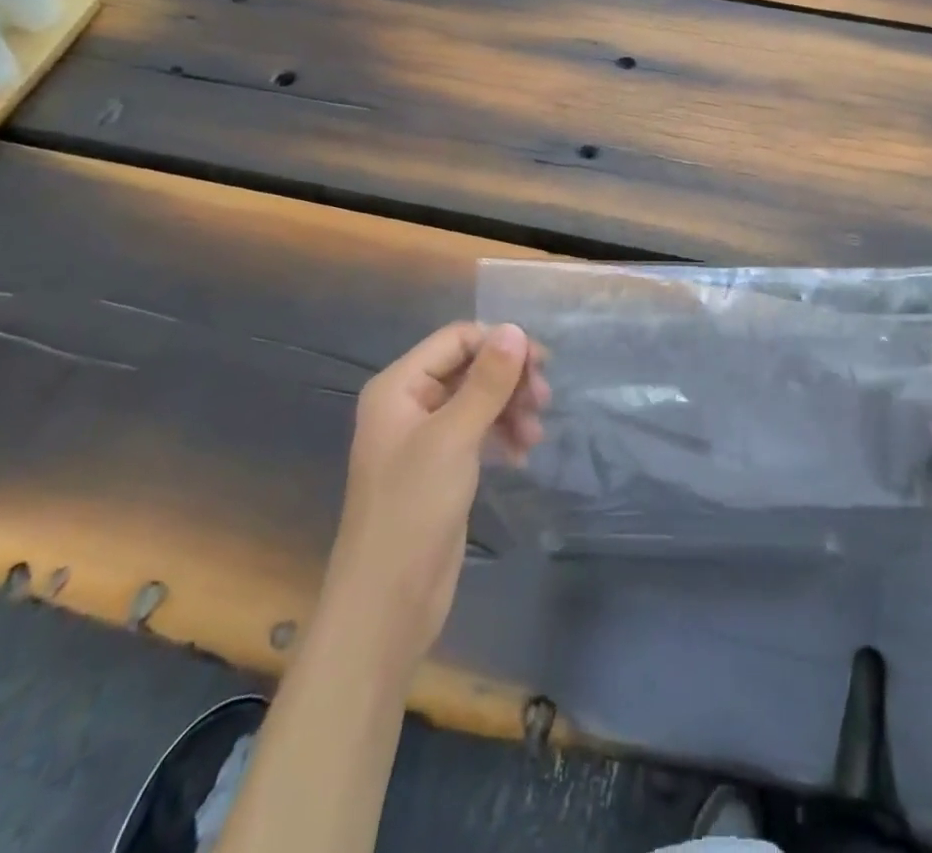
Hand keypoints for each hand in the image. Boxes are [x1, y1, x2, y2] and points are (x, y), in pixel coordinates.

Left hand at [330, 322, 549, 665]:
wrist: (387, 602)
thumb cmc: (413, 508)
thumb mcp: (454, 437)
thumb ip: (487, 381)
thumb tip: (515, 329)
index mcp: (399, 386)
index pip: (456, 339)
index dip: (499, 344)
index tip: (541, 366)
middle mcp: (409, 404)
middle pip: (469, 367)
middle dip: (509, 380)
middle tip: (544, 401)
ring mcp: (425, 437)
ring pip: (478, 400)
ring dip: (511, 408)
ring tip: (535, 435)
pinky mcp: (441, 468)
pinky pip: (478, 432)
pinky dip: (502, 435)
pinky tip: (522, 455)